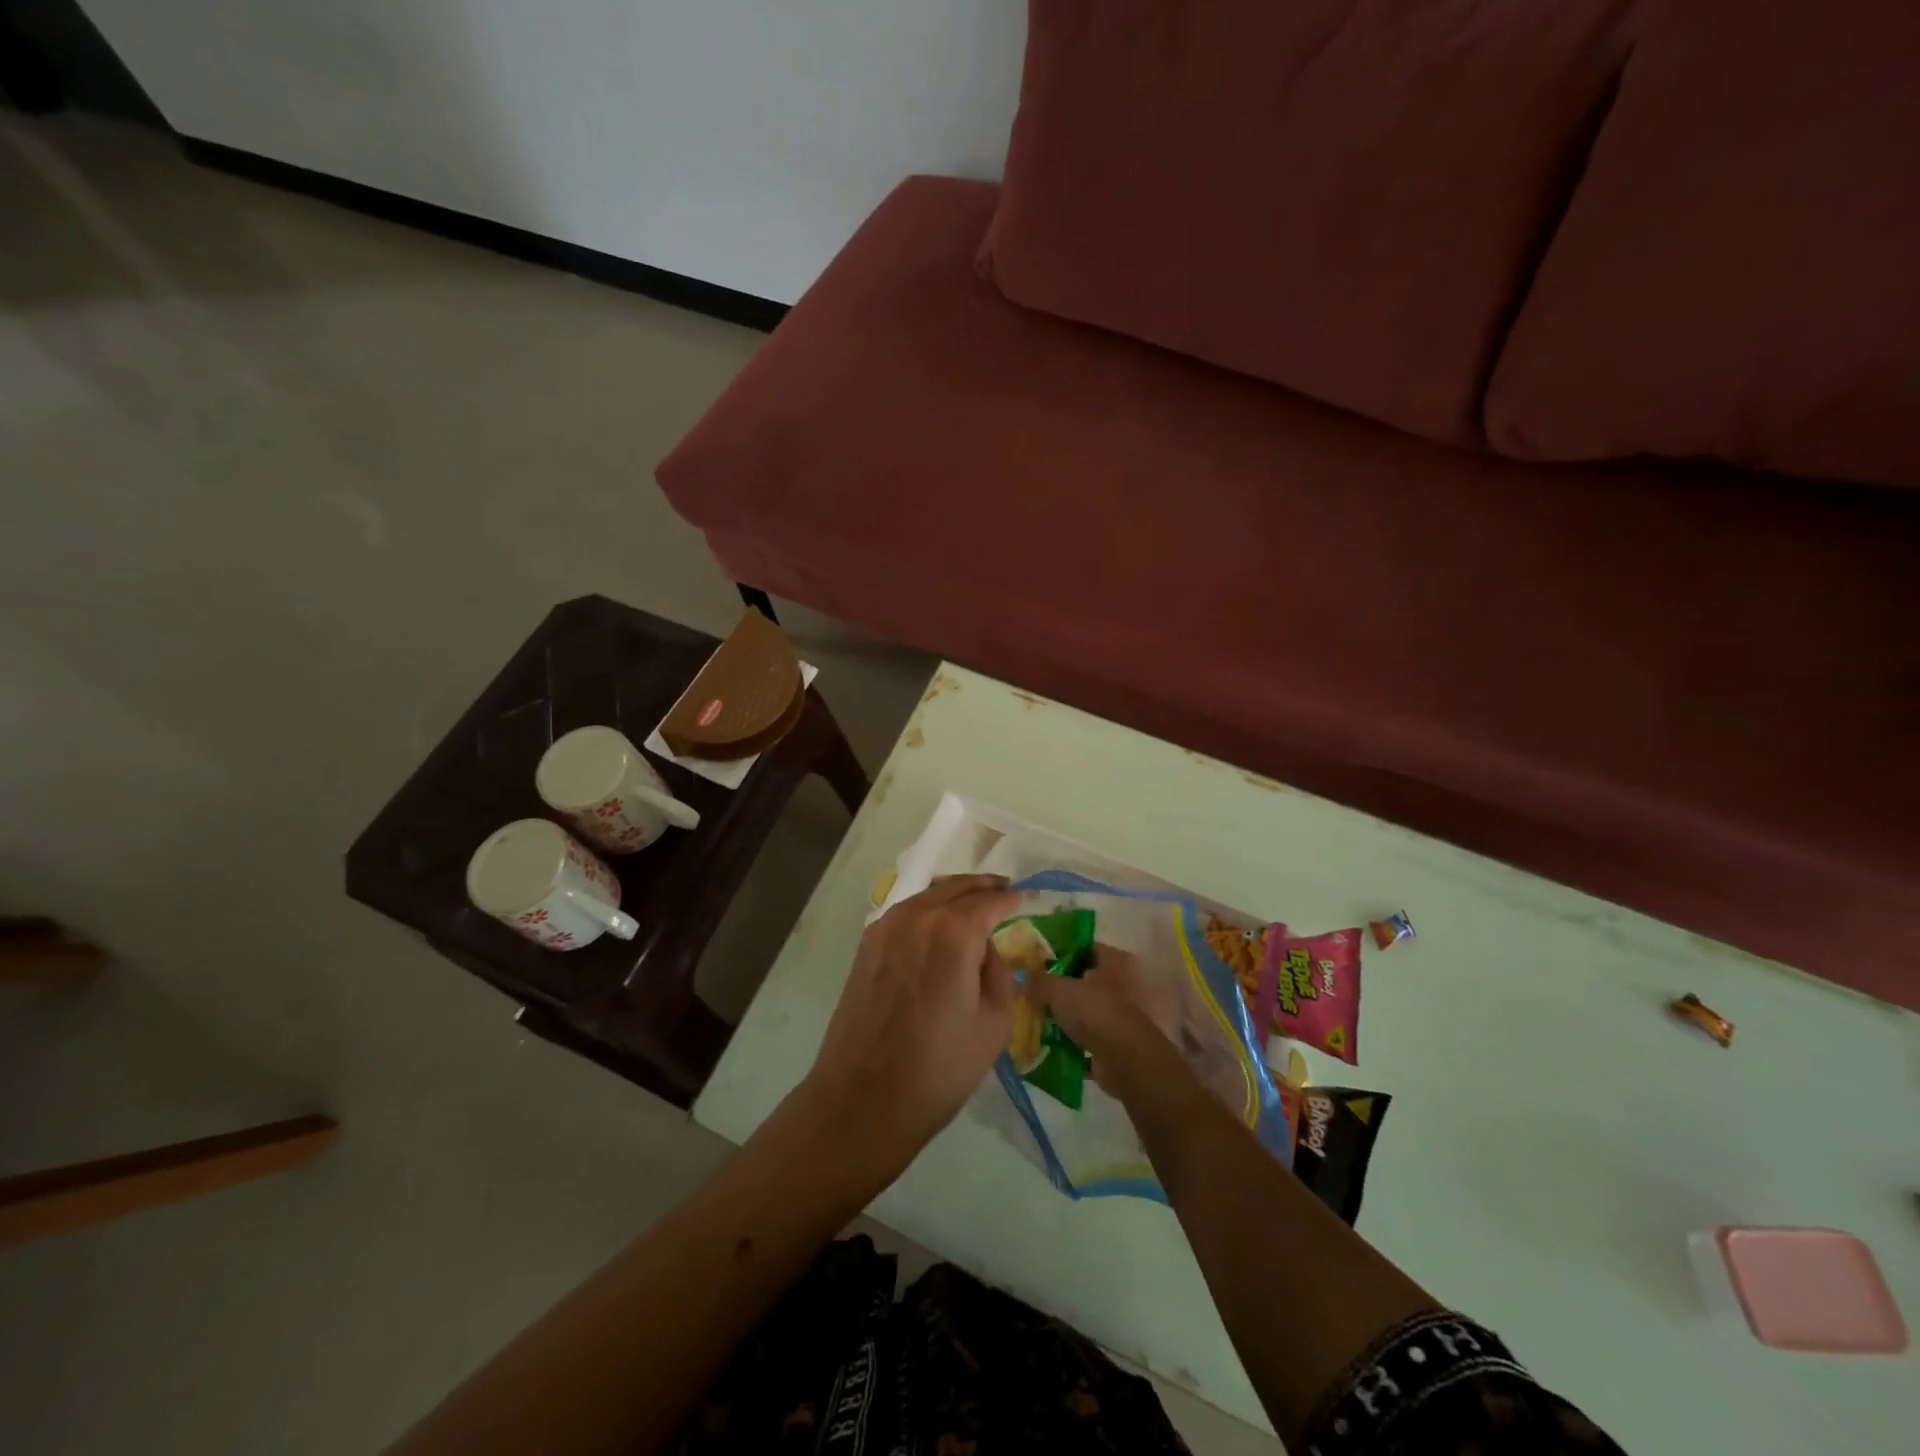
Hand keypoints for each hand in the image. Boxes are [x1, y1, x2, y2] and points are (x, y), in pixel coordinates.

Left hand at [804, 875, 1019, 1168]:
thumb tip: (987, 950)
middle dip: (981, 887)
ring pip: (927, 896)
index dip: (1008, 899)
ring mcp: (886, 928)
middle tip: (1002, 889)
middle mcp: (917, 918)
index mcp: (953, 933)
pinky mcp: (867, 946)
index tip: (1022, 897)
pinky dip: (927, 908)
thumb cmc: (939, 1067)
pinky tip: (938, 924)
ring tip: (973, 904)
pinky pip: (905, 913)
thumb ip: (999, 974)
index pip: (988, 902)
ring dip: (953, 894)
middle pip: (955, 888)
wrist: (864, 1098)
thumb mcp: (994, 1024)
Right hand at [1038, 944, 1202, 1104]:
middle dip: (1059, 987)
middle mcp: (1119, 985)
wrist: (1125, 1061)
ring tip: (1035, 1016)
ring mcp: (1117, 1016)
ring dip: (1064, 1016)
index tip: (1038, 960)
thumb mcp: (1059, 990)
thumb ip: (1039, 980)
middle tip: (1031, 990)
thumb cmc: (1095, 1012)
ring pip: (1083, 1010)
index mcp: (1112, 963)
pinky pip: (1085, 1038)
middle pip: (1083, 981)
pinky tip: (1047, 1042)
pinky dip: (1070, 1041)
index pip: (1085, 948)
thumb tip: (1019, 975)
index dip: (1062, 952)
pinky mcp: (1113, 1043)